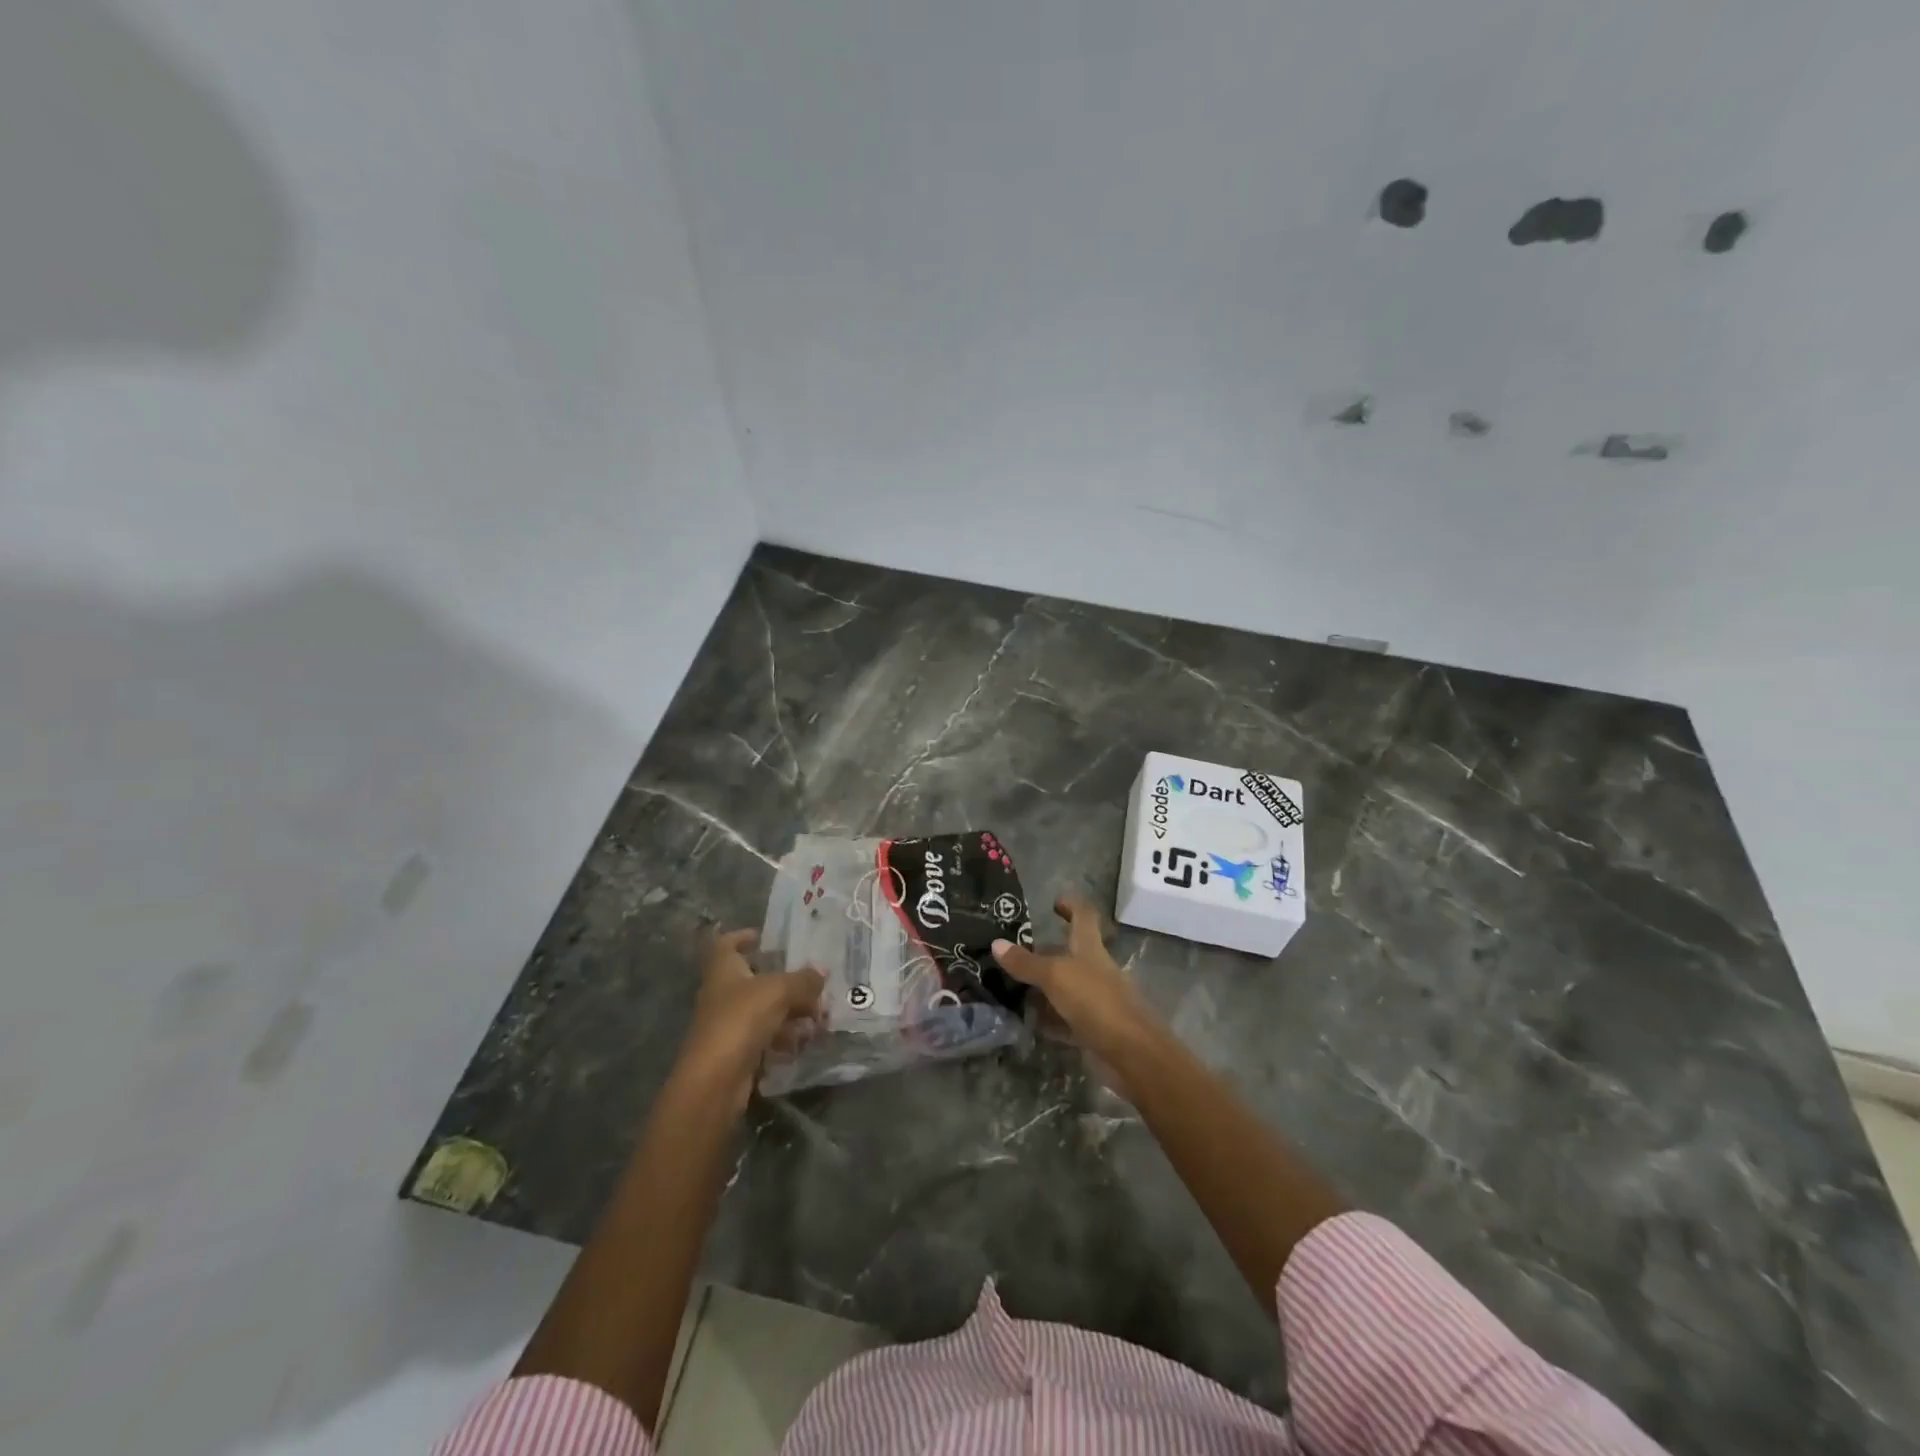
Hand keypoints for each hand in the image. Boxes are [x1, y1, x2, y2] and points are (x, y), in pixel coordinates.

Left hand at [680, 929, 824, 1098]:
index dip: (742, 936)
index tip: (762, 936)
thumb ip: (803, 980)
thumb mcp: (779, 991)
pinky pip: (765, 1036)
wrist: (714, 1082)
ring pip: (764, 1009)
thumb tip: (822, 971)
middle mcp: (723, 994)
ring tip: (819, 1014)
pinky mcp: (738, 1052)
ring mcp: (728, 1024)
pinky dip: (785, 1037)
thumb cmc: (741, 1020)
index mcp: (723, 969)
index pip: (726, 944)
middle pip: (752, 978)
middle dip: (783, 979)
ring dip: (790, 1010)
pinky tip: (806, 1040)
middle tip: (812, 979)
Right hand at [992, 896, 1155, 1065]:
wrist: (1133, 1054)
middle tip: (1013, 953)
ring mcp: (1096, 1001)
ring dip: (1043, 987)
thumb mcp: (1056, 977)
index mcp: (1091, 949)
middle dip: (1045, 952)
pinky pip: (1066, 1019)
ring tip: (1011, 987)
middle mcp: (1095, 971)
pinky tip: (1028, 1022)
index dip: (1071, 905)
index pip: (1084, 917)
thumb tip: (996, 943)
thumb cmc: (1096, 1003)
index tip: (1054, 902)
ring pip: (1065, 987)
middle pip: (1071, 954)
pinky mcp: (1093, 1029)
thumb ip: (1027, 963)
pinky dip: (1049, 1019)